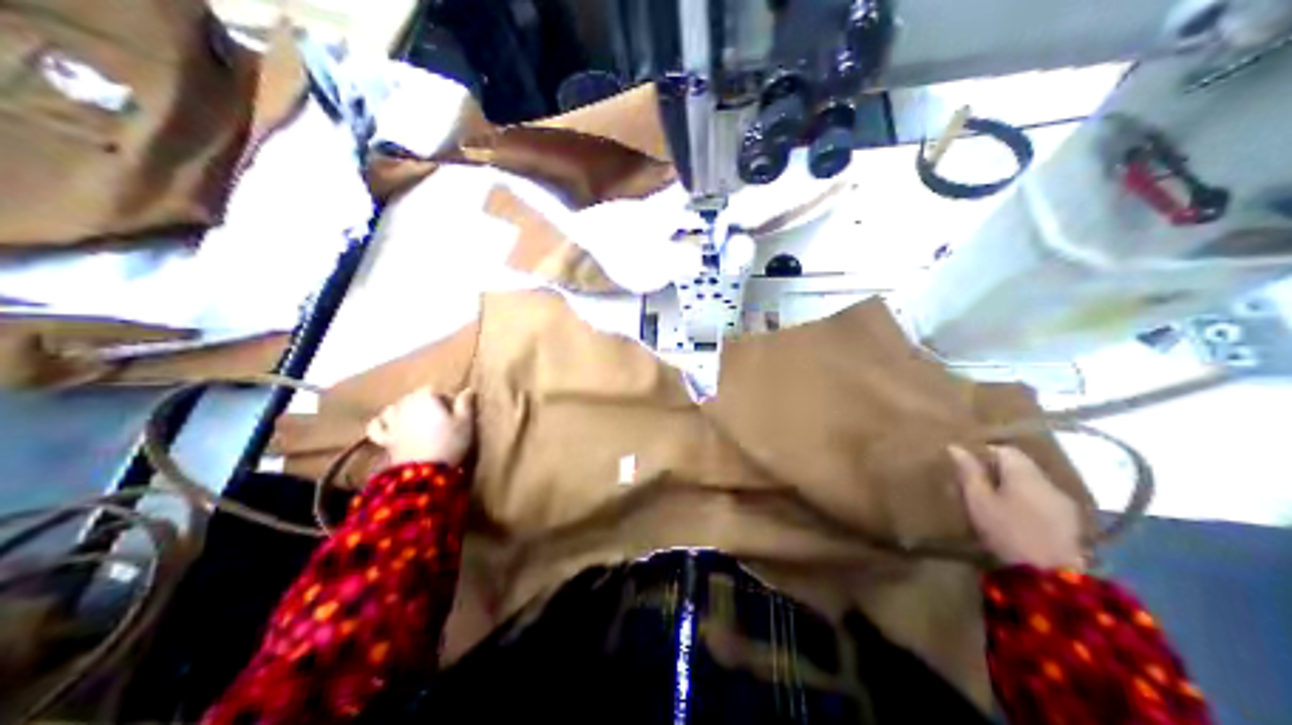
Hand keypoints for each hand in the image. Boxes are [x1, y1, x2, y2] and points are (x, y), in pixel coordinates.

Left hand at [365, 388, 476, 466]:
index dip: (443, 400)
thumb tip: (467, 389)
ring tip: (412, 419)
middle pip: (413, 397)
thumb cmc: (449, 444)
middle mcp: (405, 404)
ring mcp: (392, 422)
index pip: (434, 390)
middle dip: (422, 404)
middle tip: (436, 418)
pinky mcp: (384, 439)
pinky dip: (380, 424)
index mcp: (425, 397)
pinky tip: (386, 425)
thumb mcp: (465, 423)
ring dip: (401, 410)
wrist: (425, 473)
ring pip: (393, 408)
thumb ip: (465, 404)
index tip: (452, 413)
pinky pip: (376, 426)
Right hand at [947, 442, 1087, 570]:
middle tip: (978, 489)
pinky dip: (1030, 505)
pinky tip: (1020, 522)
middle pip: (1021, 466)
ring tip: (997, 507)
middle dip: (1000, 473)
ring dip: (1016, 490)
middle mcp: (1047, 480)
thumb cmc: (1008, 532)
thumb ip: (969, 474)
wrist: (1052, 576)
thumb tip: (956, 447)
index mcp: (1024, 471)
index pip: (1004, 449)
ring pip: (1034, 485)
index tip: (968, 470)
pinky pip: (1045, 502)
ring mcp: (1063, 501)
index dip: (984, 455)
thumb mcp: (979, 502)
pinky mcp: (1071, 522)